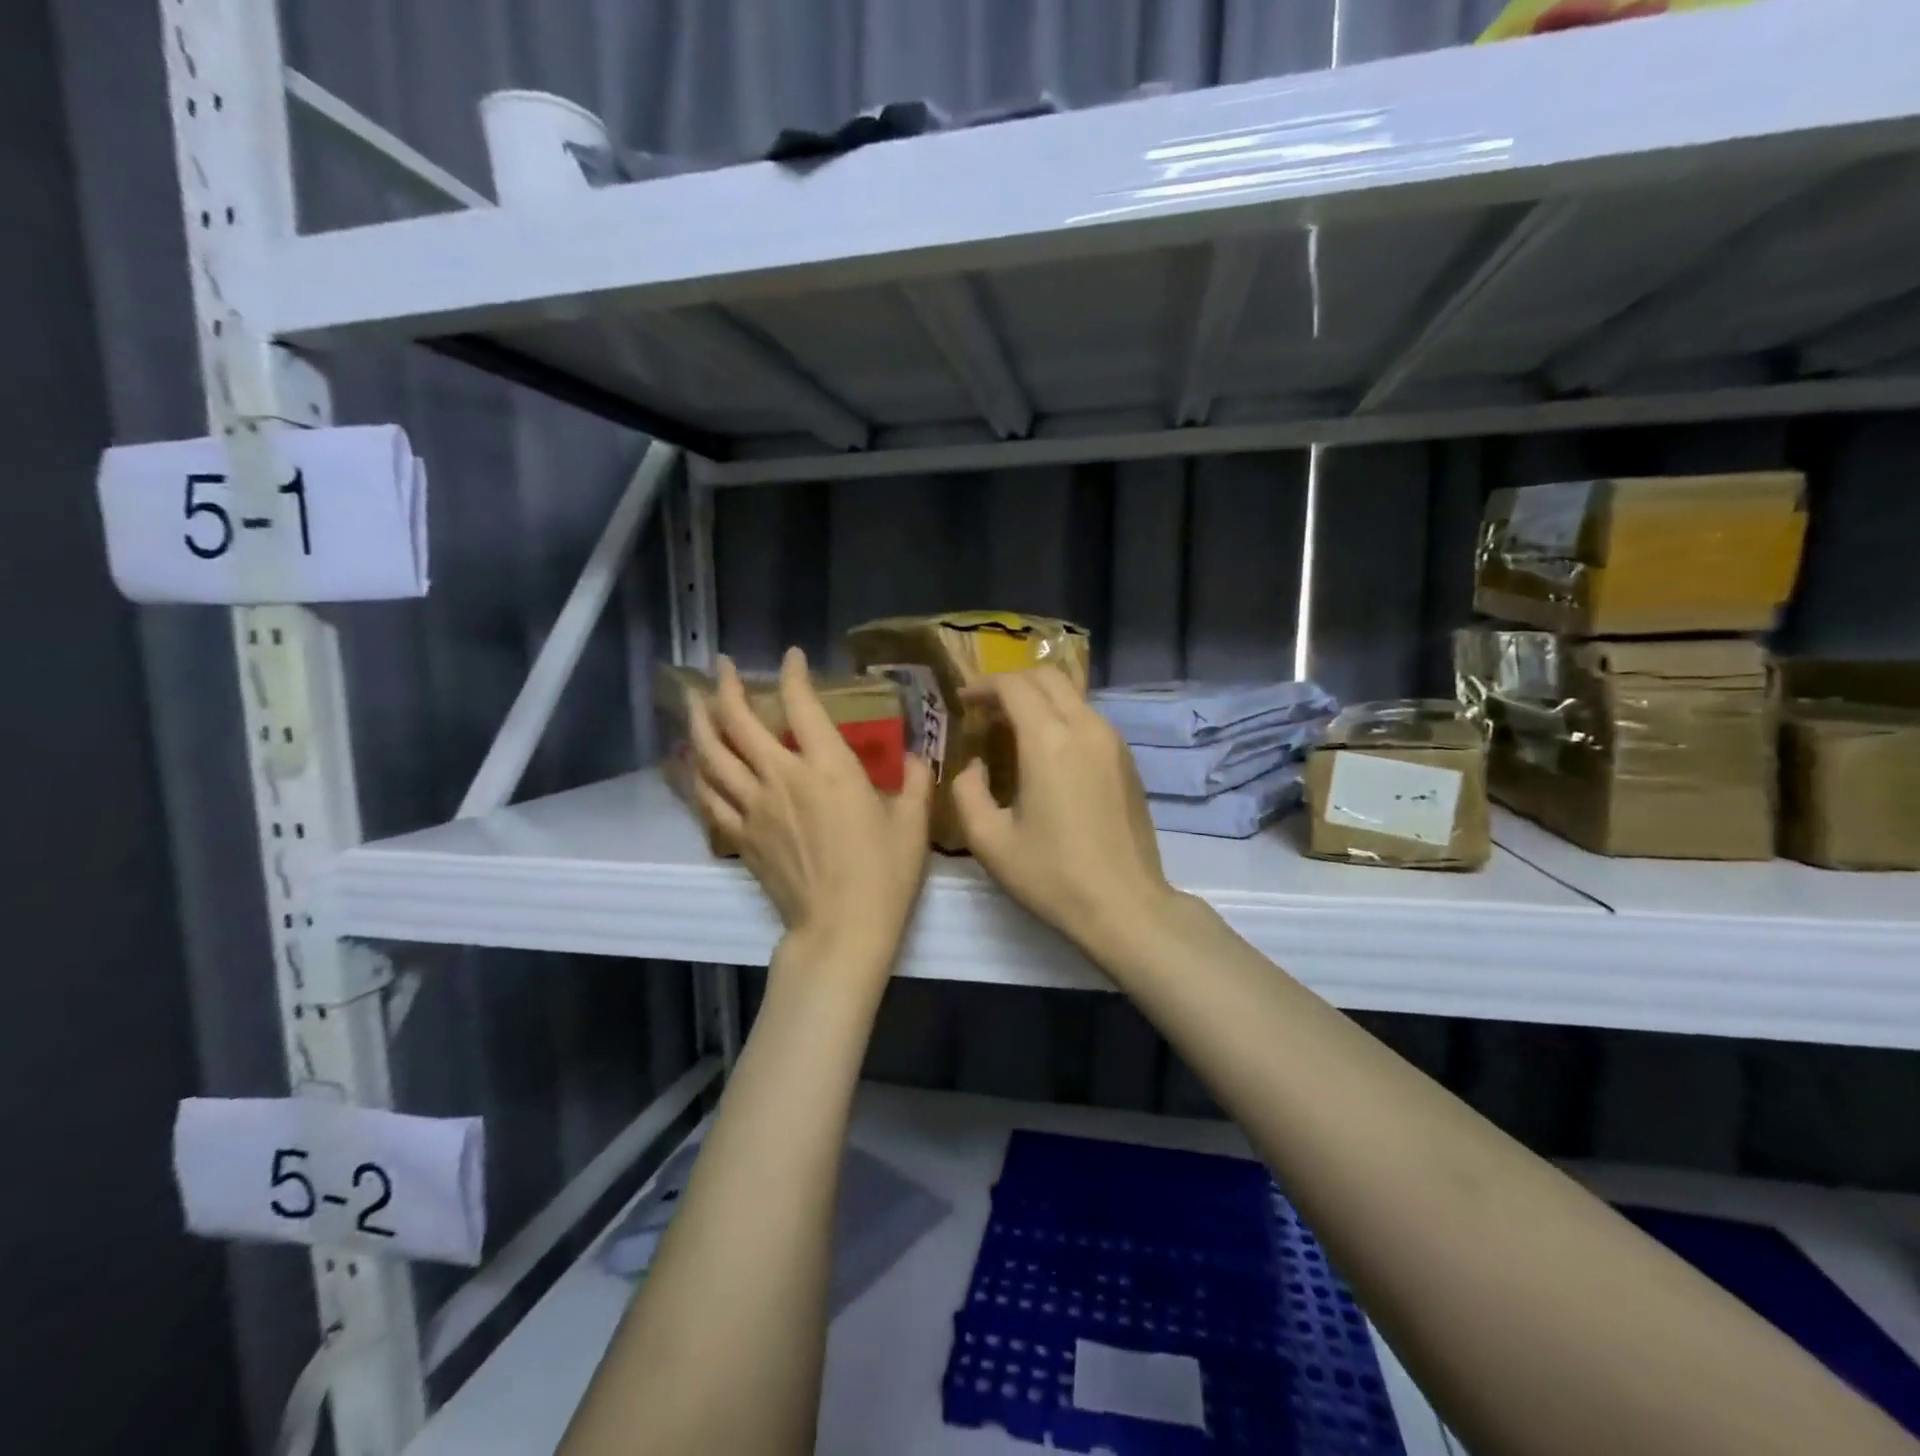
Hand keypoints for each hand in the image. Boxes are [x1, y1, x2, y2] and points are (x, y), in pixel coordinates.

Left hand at [688, 648, 932, 978]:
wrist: (842, 930)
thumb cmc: (884, 874)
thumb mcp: (913, 823)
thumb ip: (915, 781)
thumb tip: (916, 756)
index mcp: (828, 768)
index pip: (801, 704)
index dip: (793, 674)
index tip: (791, 657)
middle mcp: (782, 778)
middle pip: (739, 722)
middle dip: (726, 687)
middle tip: (720, 665)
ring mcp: (754, 808)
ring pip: (711, 755)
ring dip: (699, 722)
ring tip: (694, 702)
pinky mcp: (741, 837)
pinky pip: (707, 798)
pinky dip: (695, 775)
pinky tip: (690, 764)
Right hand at [951, 669, 1180, 958]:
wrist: (1126, 905)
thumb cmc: (1053, 876)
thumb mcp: (990, 841)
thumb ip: (966, 792)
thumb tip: (974, 766)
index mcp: (1049, 741)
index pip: (1014, 686)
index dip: (983, 686)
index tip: (963, 701)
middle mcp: (1086, 728)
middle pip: (1047, 676)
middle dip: (1011, 683)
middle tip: (985, 709)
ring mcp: (1113, 742)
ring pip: (1072, 695)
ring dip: (1038, 699)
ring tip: (1012, 729)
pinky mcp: (1127, 760)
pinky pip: (1089, 718)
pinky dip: (1061, 717)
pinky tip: (1047, 751)